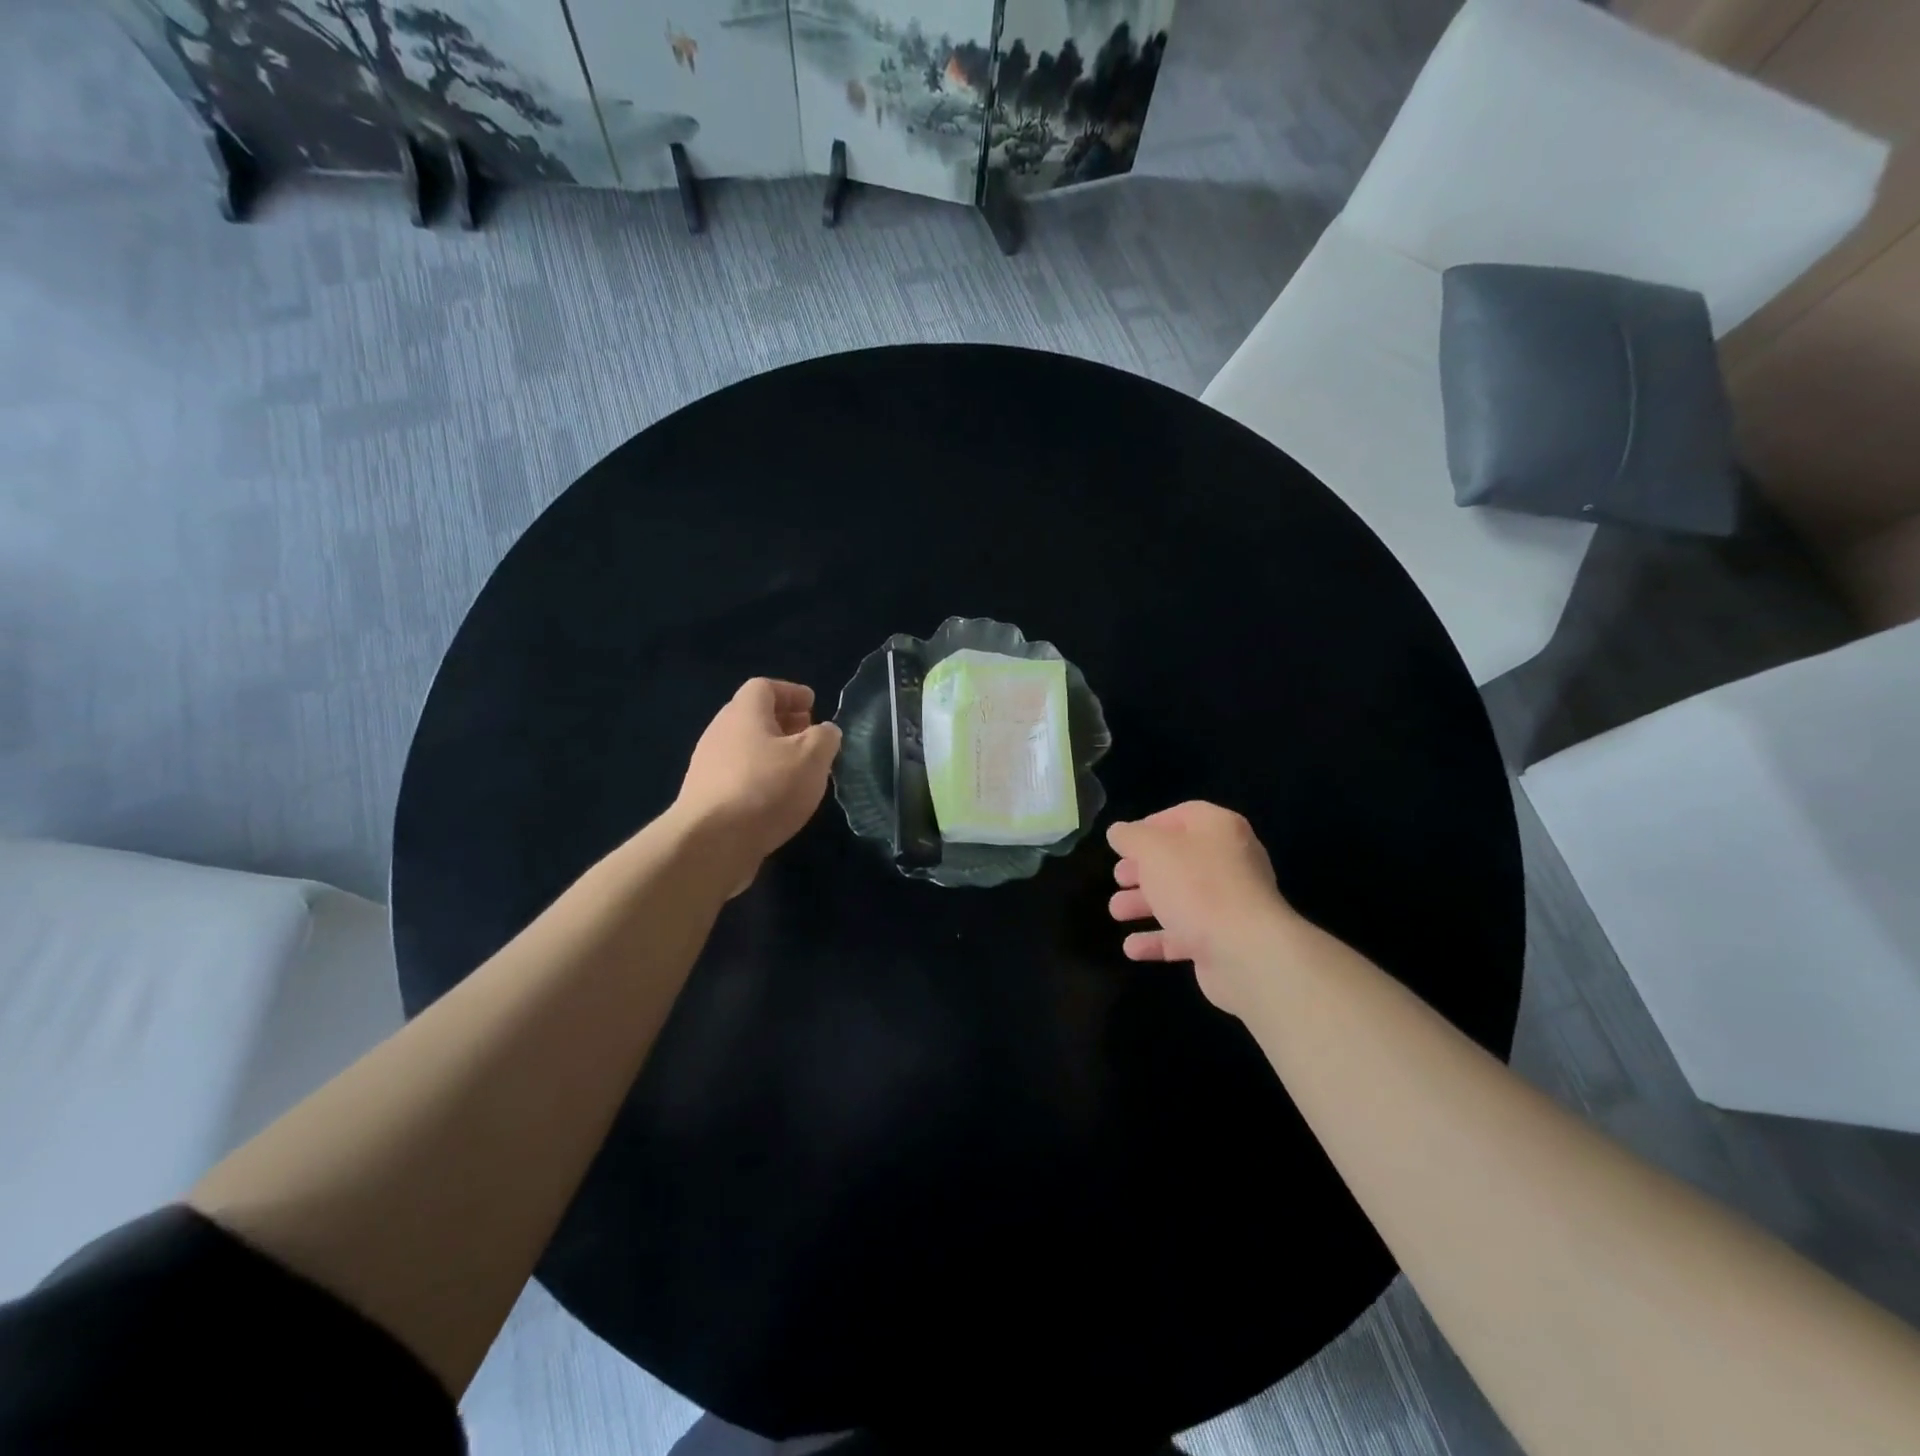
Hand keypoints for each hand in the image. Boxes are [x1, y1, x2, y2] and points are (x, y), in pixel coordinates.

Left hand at [674, 679, 842, 890]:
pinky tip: (777, 797)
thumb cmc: (766, 788)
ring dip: (772, 751)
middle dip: (783, 722)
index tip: (813, 704)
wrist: (711, 842)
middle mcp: (720, 732)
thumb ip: (825, 738)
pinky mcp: (706, 796)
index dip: (791, 692)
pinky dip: (760, 776)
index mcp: (744, 713)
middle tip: (809, 734)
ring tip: (799, 768)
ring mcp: (708, 765)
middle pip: (752, 716)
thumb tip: (825, 731)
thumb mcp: (812, 757)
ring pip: (745, 747)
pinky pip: (738, 774)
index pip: (764, 687)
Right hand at [1107, 802, 1296, 1015]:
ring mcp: (1230, 904)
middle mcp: (1229, 861)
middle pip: (1178, 860)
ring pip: (1180, 898)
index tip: (1122, 844)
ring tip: (1116, 912)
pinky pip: (1186, 934)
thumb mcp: (1153, 850)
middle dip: (1142, 870)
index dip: (1149, 826)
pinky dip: (1159, 939)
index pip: (1182, 815)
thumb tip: (1118, 832)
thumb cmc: (1197, 886)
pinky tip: (1133, 948)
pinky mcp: (1225, 940)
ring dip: (1144, 905)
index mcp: (1219, 829)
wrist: (1245, 951)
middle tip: (1118, 878)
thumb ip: (1131, 837)